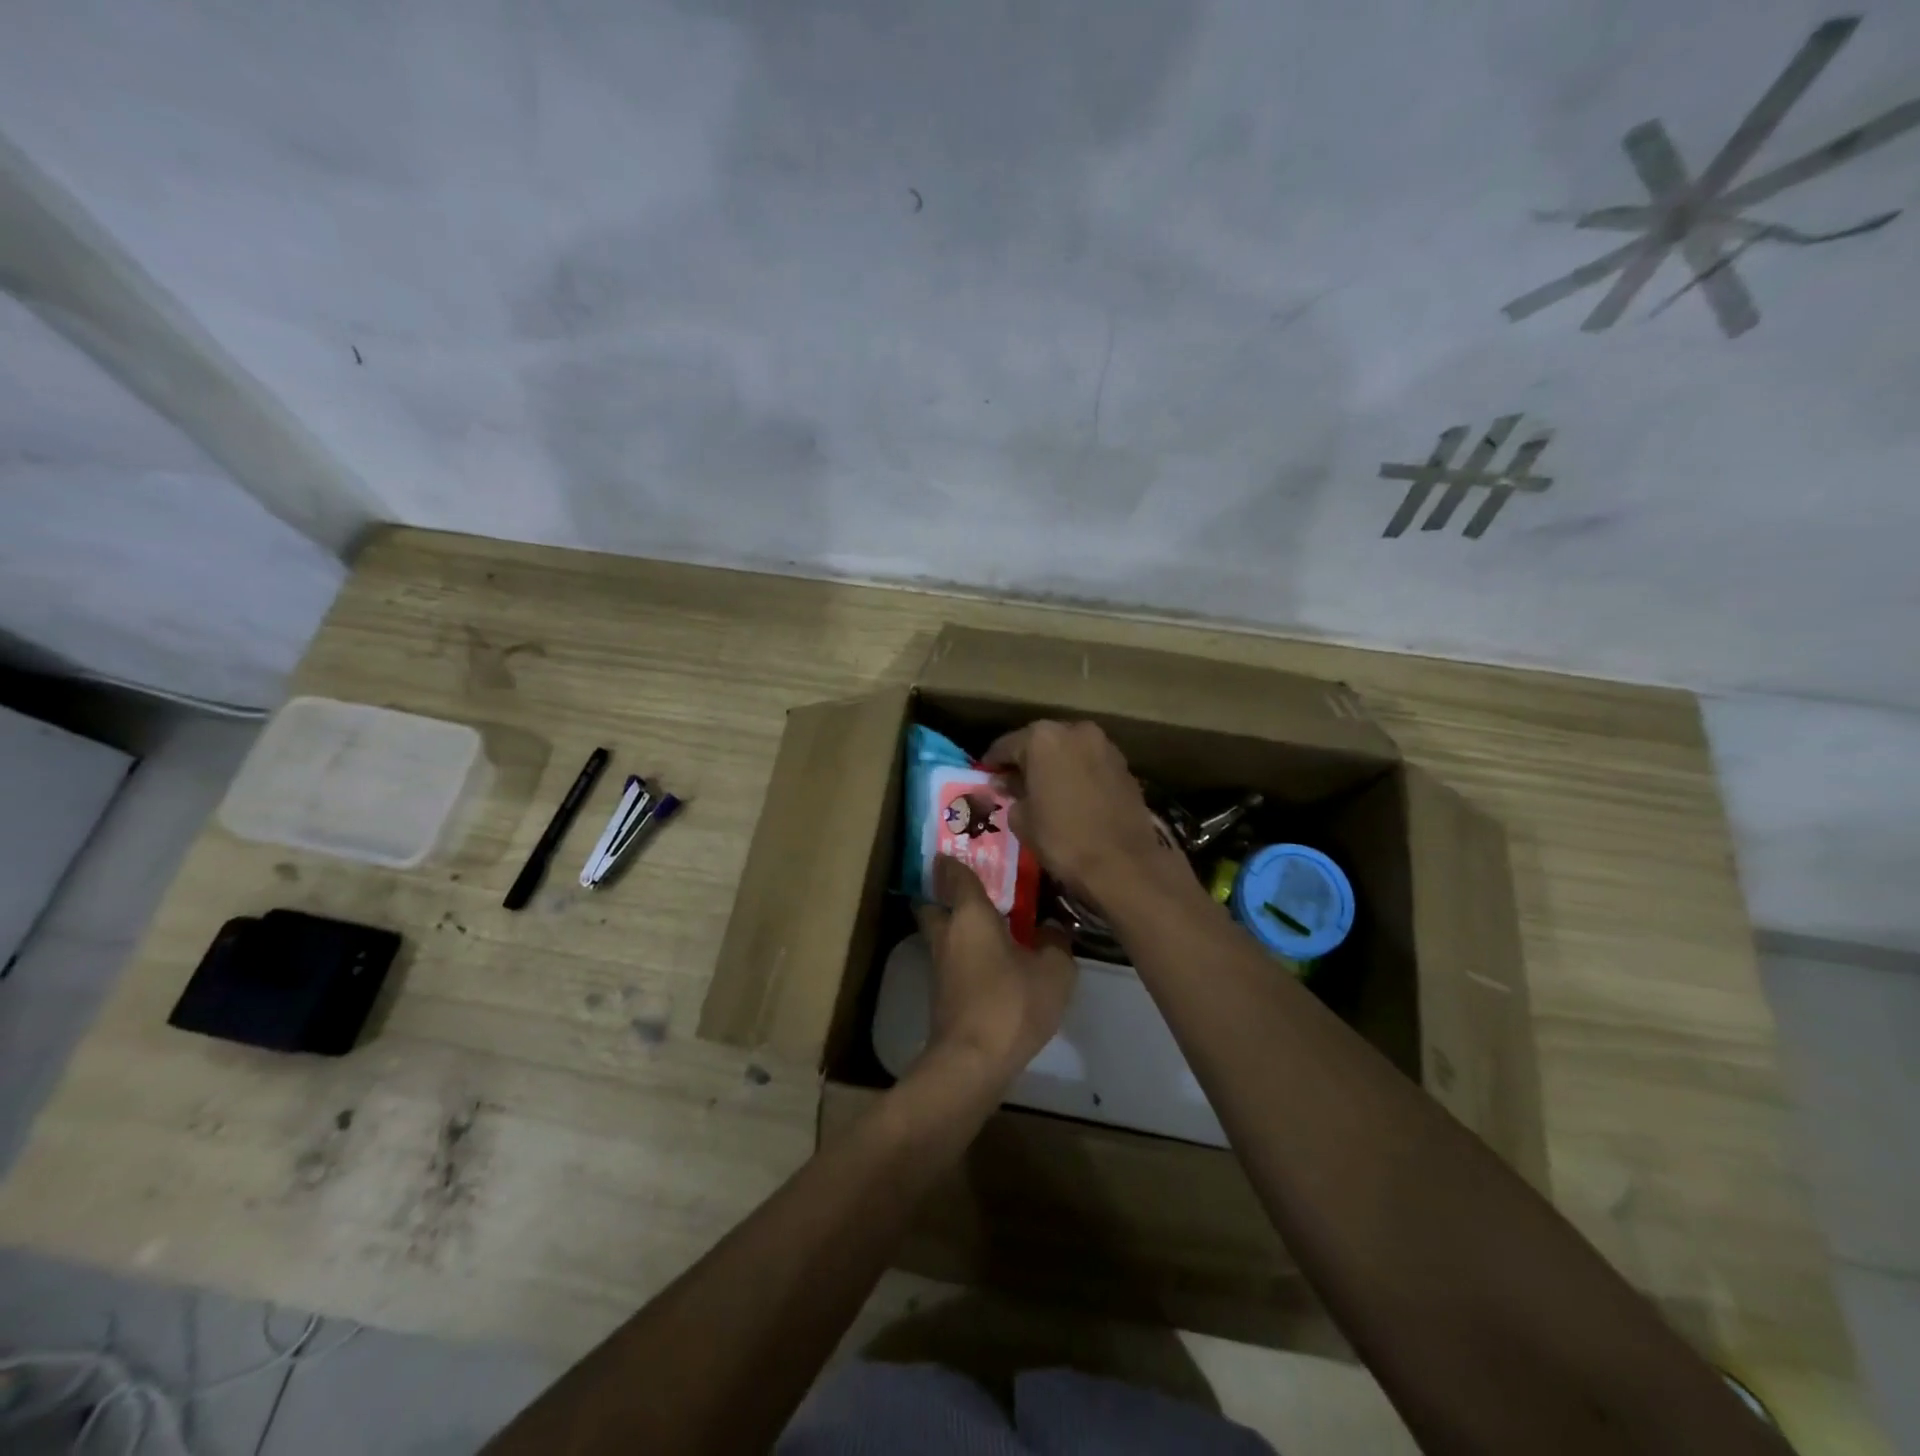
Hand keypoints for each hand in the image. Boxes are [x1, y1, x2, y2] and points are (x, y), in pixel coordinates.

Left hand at [913, 855, 1077, 1082]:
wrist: (972, 1060)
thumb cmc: (1011, 1003)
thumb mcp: (1053, 971)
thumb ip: (1055, 944)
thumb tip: (1051, 931)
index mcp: (970, 915)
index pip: (956, 876)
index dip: (954, 862)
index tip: (955, 851)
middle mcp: (947, 934)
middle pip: (935, 905)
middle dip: (945, 896)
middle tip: (972, 892)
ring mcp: (939, 966)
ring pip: (941, 934)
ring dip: (956, 928)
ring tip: (988, 926)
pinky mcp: (941, 993)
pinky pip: (951, 960)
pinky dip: (964, 954)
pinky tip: (991, 962)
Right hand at [983, 720, 1180, 908]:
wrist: (1123, 863)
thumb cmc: (1063, 839)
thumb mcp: (1022, 819)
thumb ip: (1011, 794)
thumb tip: (1008, 784)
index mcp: (1043, 738)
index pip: (1006, 745)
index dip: (993, 762)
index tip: (985, 775)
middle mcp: (1075, 731)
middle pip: (1041, 741)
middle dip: (1026, 759)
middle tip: (1012, 782)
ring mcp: (1104, 745)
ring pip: (1069, 749)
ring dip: (1054, 764)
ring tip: (1043, 788)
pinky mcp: (1124, 765)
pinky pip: (1090, 763)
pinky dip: (1078, 773)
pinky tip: (1071, 795)